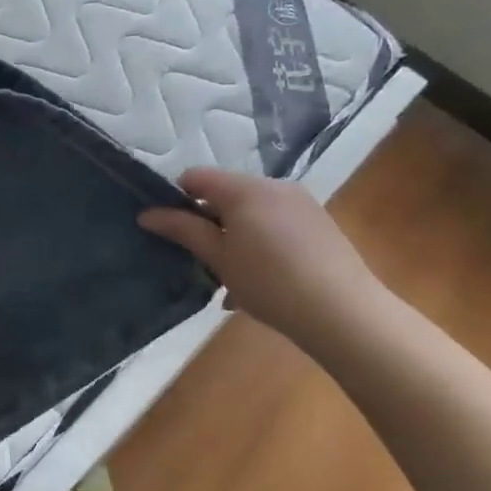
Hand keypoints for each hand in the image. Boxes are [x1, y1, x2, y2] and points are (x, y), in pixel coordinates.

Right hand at [138, 168, 389, 352]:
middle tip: (201, 259)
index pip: (196, 177)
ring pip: (252, 210)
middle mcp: (274, 186)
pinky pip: (276, 222)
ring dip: (234, 235)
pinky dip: (260, 241)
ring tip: (231, 277)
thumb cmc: (270, 283)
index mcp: (245, 189)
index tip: (170, 230)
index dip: (176, 198)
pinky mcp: (319, 223)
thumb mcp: (218, 258)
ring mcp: (301, 202)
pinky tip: (261, 279)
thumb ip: (183, 230)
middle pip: (225, 193)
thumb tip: (147, 214)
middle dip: (208, 221)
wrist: (344, 312)